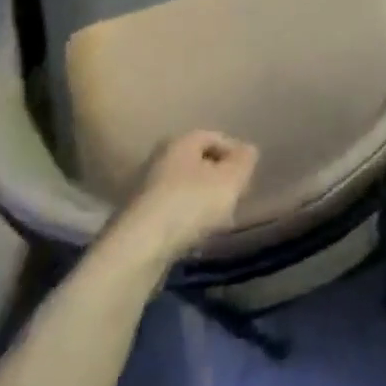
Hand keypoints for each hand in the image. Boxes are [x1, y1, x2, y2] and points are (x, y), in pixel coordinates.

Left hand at [111, 130, 259, 270]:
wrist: (138, 248)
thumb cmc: (189, 204)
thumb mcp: (230, 180)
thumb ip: (244, 161)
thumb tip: (248, 150)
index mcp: (181, 141)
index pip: (215, 137)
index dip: (235, 154)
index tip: (247, 176)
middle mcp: (160, 158)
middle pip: (199, 163)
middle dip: (219, 179)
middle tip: (235, 198)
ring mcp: (145, 188)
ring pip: (185, 188)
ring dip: (203, 201)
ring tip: (218, 222)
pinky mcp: (138, 217)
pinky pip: (171, 210)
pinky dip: (186, 219)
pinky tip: (195, 236)